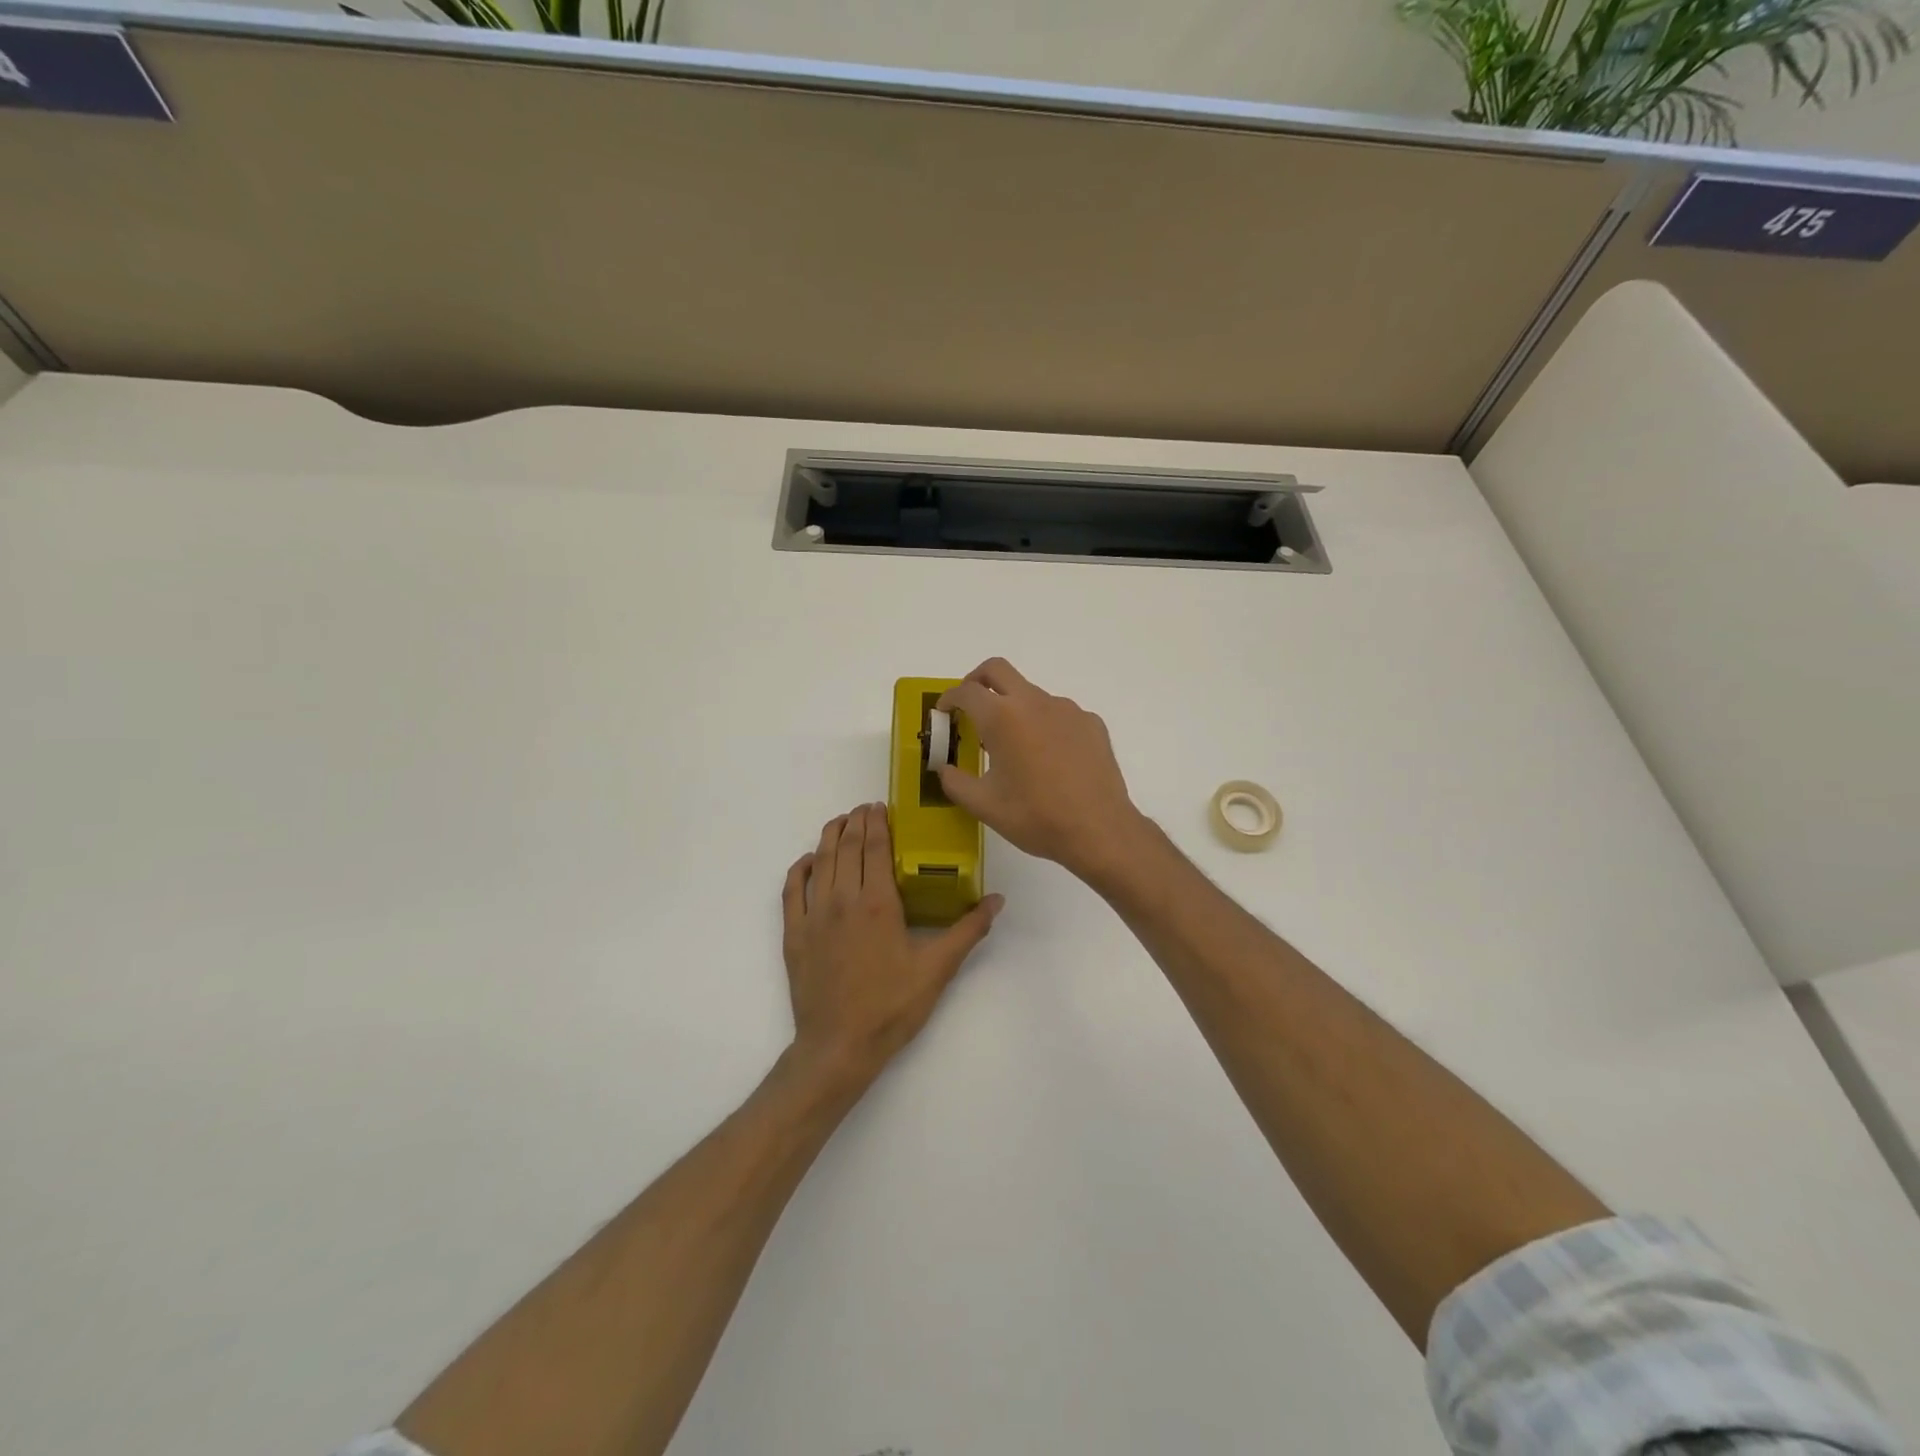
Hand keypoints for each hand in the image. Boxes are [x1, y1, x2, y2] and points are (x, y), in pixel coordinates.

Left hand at [781, 803, 1002, 1087]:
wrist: (839, 1046)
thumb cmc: (892, 1007)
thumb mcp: (937, 969)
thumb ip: (968, 931)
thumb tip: (997, 900)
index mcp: (878, 903)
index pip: (876, 847)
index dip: (878, 822)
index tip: (881, 806)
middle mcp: (843, 899)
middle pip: (847, 847)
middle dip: (856, 822)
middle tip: (864, 809)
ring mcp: (814, 916)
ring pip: (820, 861)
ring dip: (830, 836)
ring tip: (840, 822)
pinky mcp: (794, 934)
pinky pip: (792, 890)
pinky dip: (799, 868)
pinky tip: (808, 861)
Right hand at [936, 658, 1151, 885]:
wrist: (1099, 830)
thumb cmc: (1035, 817)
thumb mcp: (984, 806)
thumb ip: (955, 782)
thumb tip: (945, 769)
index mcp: (1003, 718)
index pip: (967, 691)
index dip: (949, 698)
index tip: (944, 713)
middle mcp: (1035, 702)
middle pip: (997, 670)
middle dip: (976, 680)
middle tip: (969, 706)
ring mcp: (1067, 709)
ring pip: (1031, 694)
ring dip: (1013, 708)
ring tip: (1013, 746)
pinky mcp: (1091, 723)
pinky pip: (1059, 713)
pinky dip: (1044, 725)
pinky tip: (1048, 758)